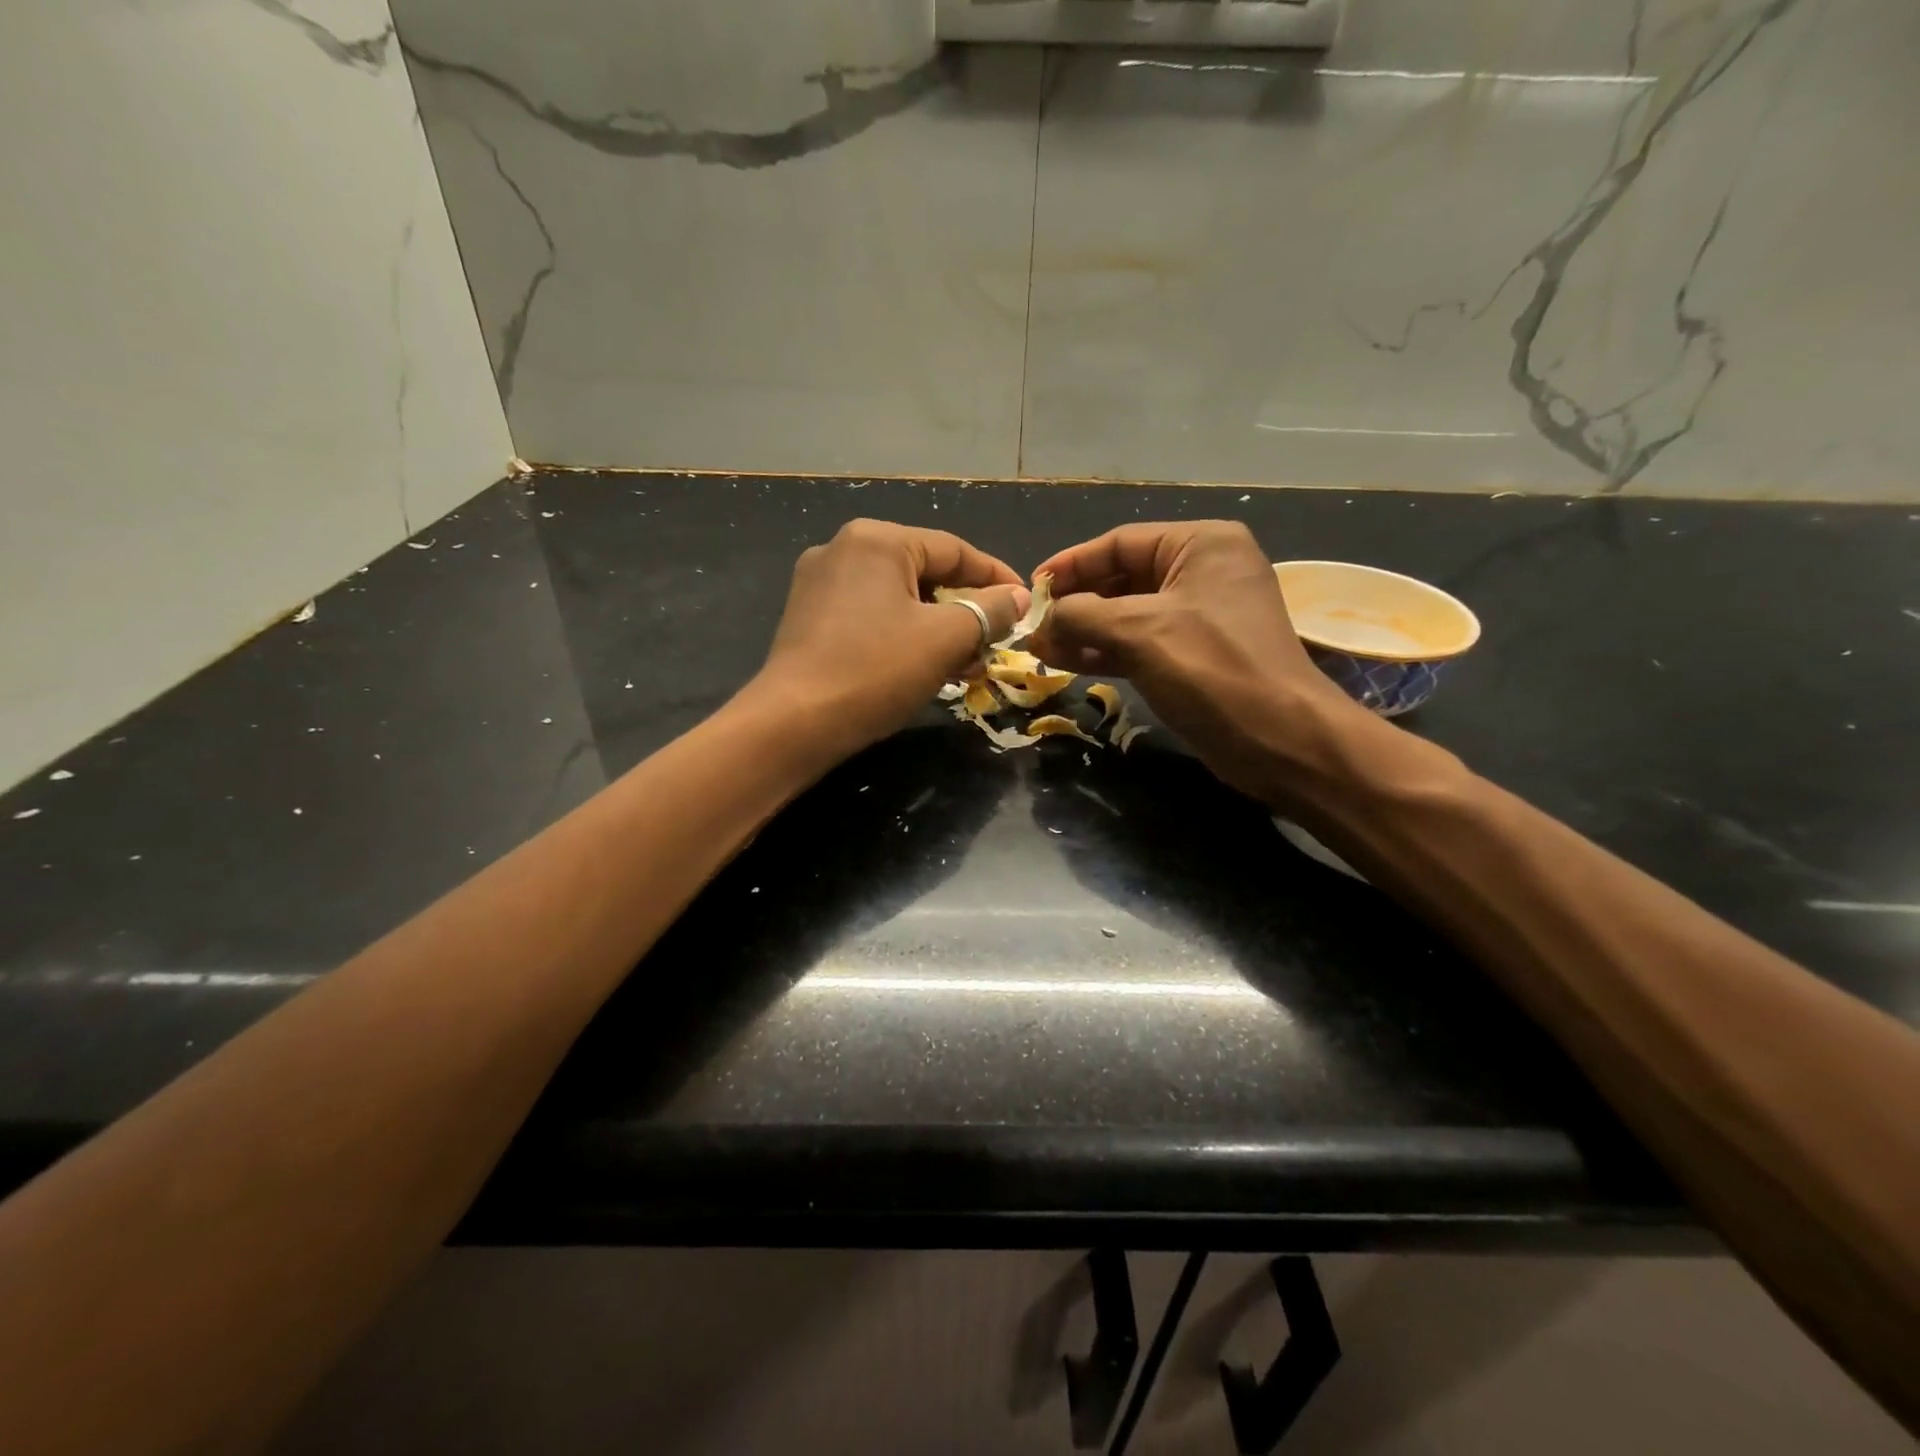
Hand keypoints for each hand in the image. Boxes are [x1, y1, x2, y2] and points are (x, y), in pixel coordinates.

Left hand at [746, 519, 1028, 756]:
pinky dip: (905, 637)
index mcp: (877, 540)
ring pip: (900, 599)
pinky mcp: (809, 618)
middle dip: (966, 611)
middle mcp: (844, 550)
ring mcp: (820, 584)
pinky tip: (926, 668)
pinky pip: (873, 617)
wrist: (794, 723)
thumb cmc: (876, 670)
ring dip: (939, 629)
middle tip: (996, 644)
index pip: (955, 550)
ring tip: (968, 666)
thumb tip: (1018, 598)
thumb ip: (989, 611)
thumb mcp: (945, 639)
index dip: (997, 578)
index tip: (1026, 606)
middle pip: (926, 573)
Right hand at [1030, 521, 1375, 801]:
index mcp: (1201, 545)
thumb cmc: (1212, 669)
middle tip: (1033, 627)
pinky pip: (1139, 643)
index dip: (1071, 565)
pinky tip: (1067, 663)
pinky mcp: (1194, 656)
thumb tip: (1042, 622)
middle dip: (1076, 604)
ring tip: (1041, 650)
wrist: (1278, 739)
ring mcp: (1200, 616)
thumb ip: (1081, 616)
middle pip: (1122, 578)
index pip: (1120, 543)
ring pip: (1127, 615)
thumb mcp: (1139, 632)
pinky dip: (1105, 652)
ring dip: (1084, 632)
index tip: (1031, 589)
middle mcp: (1202, 572)